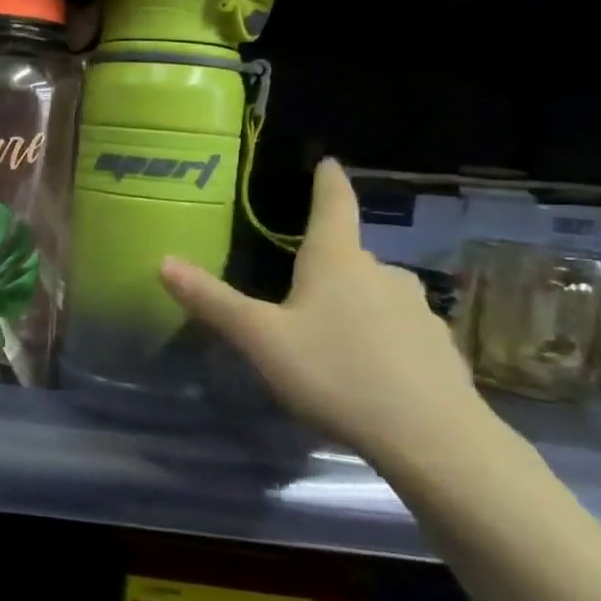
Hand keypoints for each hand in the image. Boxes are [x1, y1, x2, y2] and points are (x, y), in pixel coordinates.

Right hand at [159, 158, 489, 467]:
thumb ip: (213, 301)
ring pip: (374, 292)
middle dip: (325, 262)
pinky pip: (397, 328)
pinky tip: (365, 367)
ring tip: (327, 331)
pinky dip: (377, 335)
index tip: (329, 162)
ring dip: (351, 301)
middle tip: (297, 281)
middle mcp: (381, 273)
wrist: (432, 438)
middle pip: (349, 255)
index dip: (328, 182)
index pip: (333, 206)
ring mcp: (416, 309)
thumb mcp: (261, 339)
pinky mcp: (437, 347)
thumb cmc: (336, 373)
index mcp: (337, 261)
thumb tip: (163, 261)